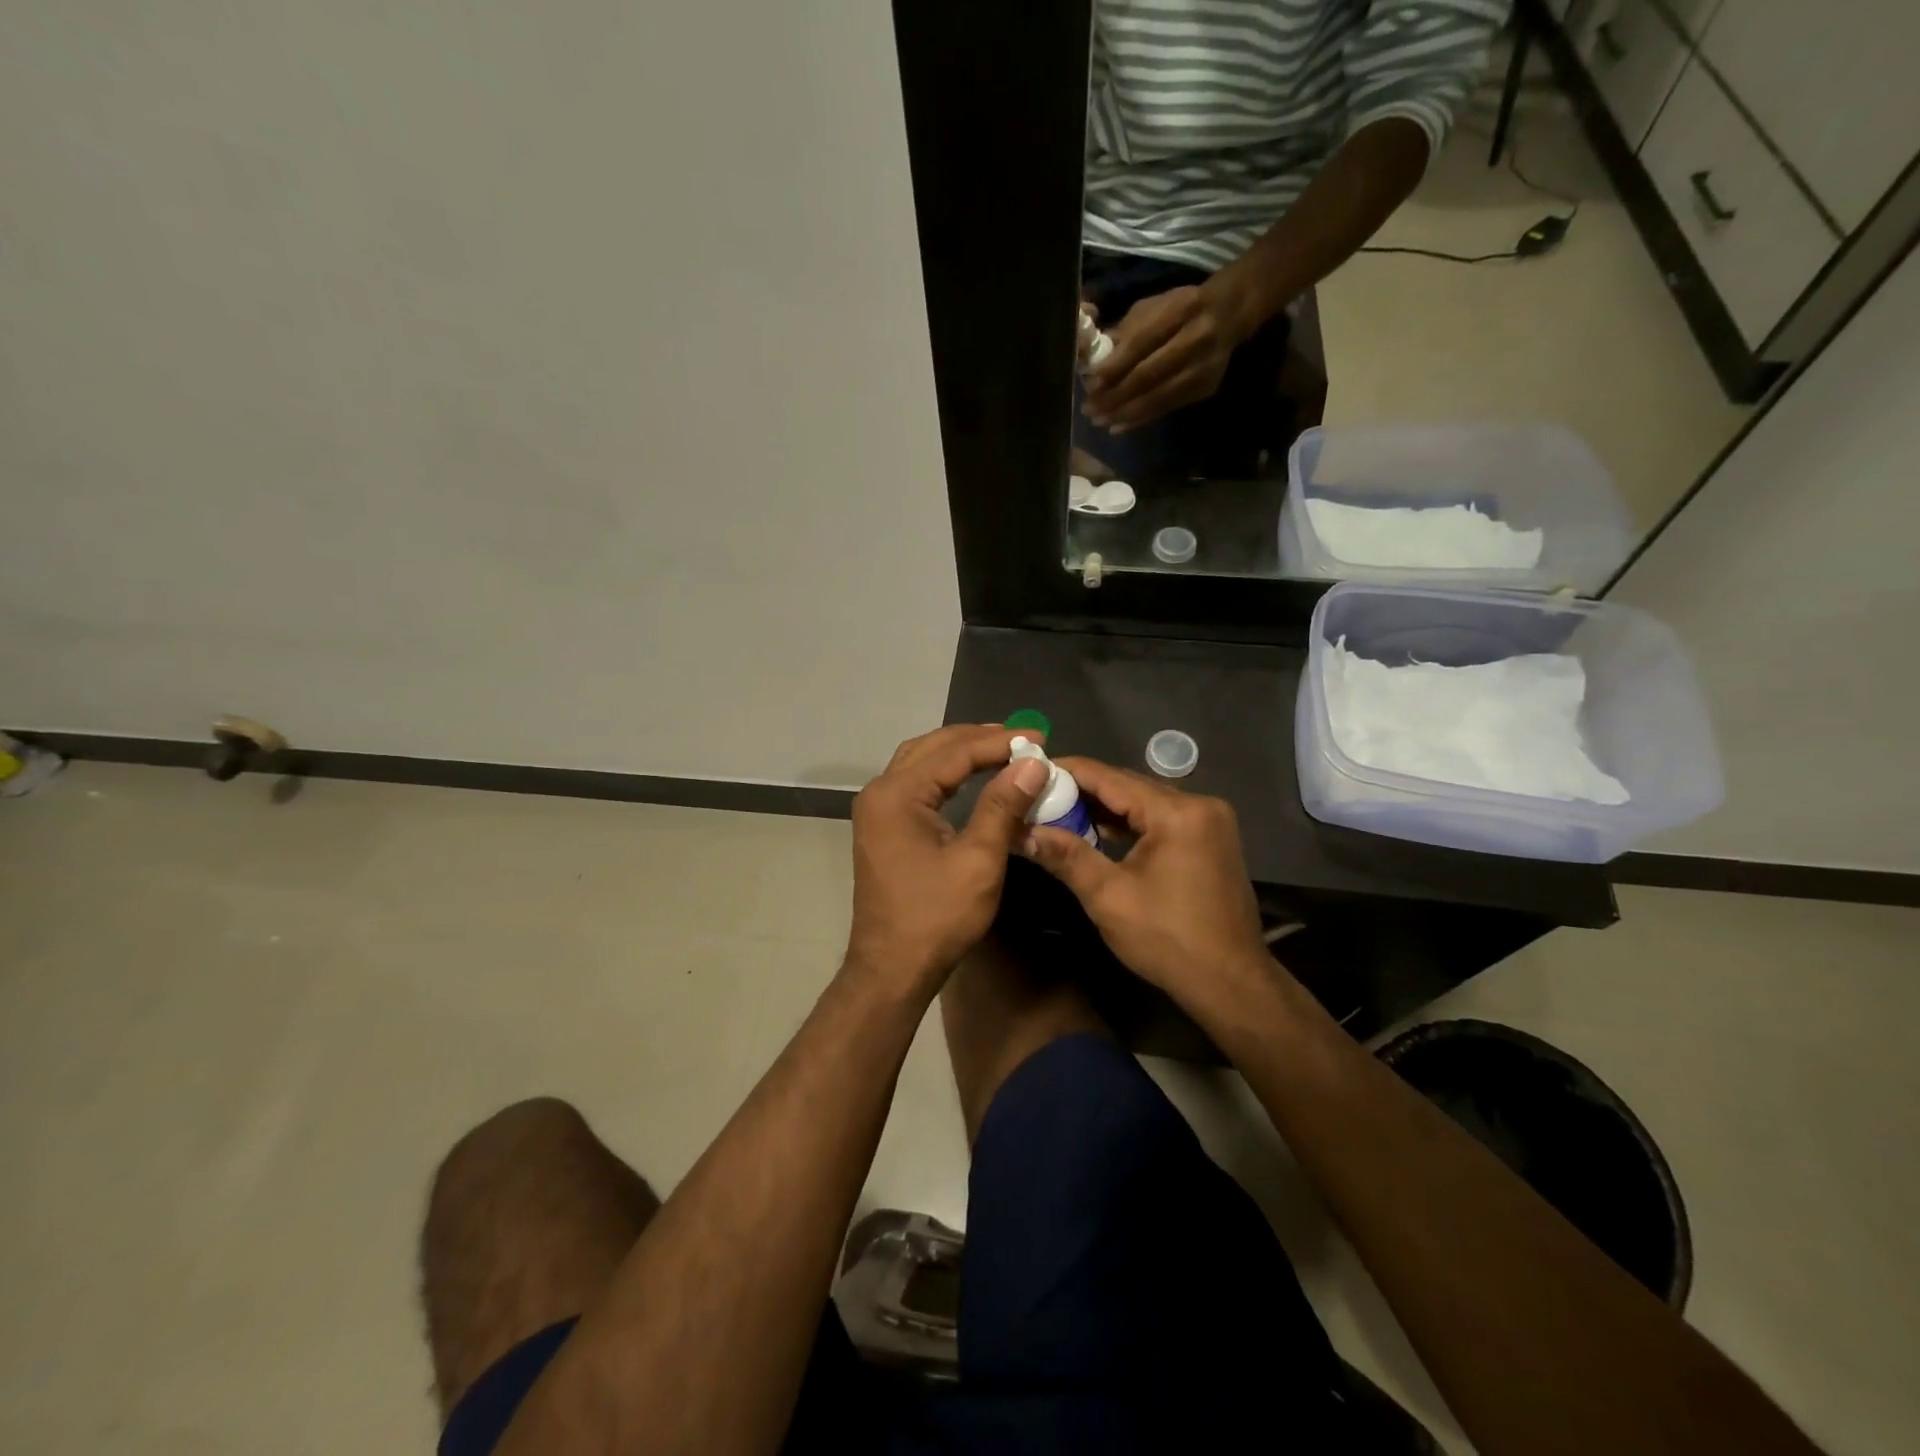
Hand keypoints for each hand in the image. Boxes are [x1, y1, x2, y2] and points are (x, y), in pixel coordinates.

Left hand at [845, 725, 1049, 995]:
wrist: (892, 968)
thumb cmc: (937, 917)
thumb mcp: (978, 860)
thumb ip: (1003, 805)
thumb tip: (1033, 763)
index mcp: (897, 794)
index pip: (954, 752)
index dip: (998, 742)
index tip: (1039, 738)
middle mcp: (880, 792)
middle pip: (932, 747)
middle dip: (977, 739)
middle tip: (1021, 739)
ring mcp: (876, 809)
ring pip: (921, 761)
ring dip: (959, 751)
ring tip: (1001, 748)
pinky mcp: (881, 826)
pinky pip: (915, 782)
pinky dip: (945, 773)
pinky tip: (971, 776)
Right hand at [1024, 757, 1270, 1011]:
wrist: (1231, 983)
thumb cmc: (1168, 940)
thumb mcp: (1108, 897)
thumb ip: (1066, 855)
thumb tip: (1023, 831)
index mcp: (1177, 812)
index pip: (1110, 777)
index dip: (1068, 771)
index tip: (1032, 769)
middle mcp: (1199, 804)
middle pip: (1129, 785)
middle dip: (1084, 790)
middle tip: (1040, 794)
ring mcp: (1210, 821)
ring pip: (1146, 801)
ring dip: (1106, 807)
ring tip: (1060, 811)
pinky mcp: (1212, 839)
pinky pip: (1162, 818)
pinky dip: (1131, 823)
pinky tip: (1100, 831)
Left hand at [1083, 279, 1256, 432]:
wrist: (1229, 314)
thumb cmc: (1180, 308)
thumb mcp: (1154, 307)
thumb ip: (1126, 333)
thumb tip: (1095, 364)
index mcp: (1181, 310)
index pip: (1142, 342)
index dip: (1115, 366)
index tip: (1092, 384)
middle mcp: (1196, 339)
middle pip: (1149, 375)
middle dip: (1115, 396)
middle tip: (1090, 409)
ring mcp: (1203, 367)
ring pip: (1157, 397)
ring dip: (1124, 413)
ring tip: (1100, 421)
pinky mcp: (1205, 388)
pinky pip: (1166, 408)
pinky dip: (1140, 419)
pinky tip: (1119, 426)